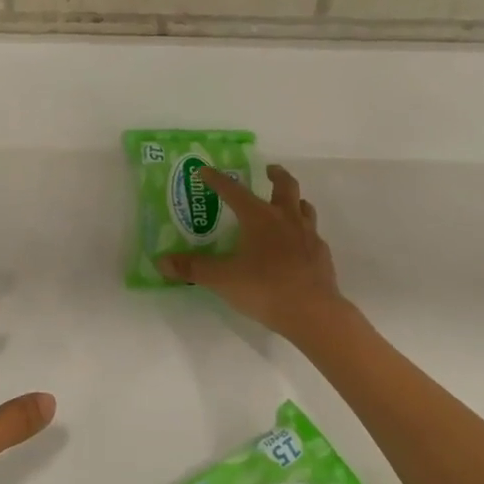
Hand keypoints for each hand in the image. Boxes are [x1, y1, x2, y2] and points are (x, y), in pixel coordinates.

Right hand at [156, 164, 346, 337]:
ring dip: (294, 200)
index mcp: (259, 218)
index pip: (234, 191)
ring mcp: (308, 236)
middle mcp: (286, 219)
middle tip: (268, 170)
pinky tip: (297, 245)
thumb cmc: (265, 289)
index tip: (205, 171)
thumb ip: (193, 269)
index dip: (217, 180)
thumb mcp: (222, 279)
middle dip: (275, 175)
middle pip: (285, 186)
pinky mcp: (321, 255)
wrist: (314, 313)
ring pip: (304, 207)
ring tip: (286, 203)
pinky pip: (313, 234)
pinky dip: (303, 232)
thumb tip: (161, 262)